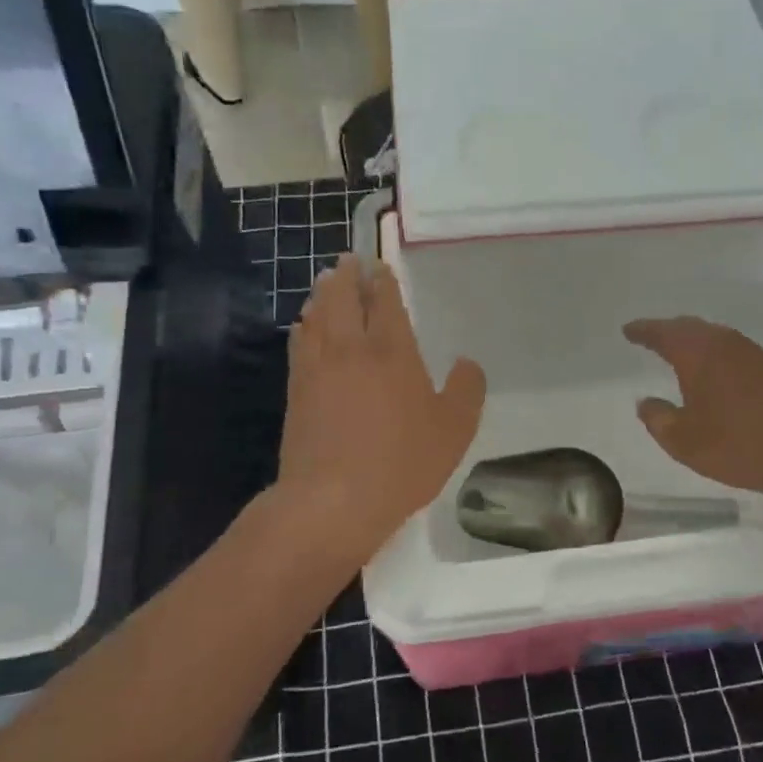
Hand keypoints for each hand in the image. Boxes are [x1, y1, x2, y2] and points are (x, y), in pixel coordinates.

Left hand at [277, 255, 485, 570]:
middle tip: (348, 261)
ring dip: (322, 295)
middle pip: (343, 299)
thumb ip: (466, 390)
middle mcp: (351, 349)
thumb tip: (467, 363)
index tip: (380, 266)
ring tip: (325, 283)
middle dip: (347, 276)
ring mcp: (317, 368)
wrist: (332, 500)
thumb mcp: (455, 430)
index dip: (383, 281)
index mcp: (392, 351)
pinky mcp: (295, 391)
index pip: (386, 303)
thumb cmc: (402, 462)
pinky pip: (299, 343)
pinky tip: (304, 326)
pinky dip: (304, 325)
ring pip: (316, 316)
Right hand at [623, 316, 762, 502]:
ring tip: (684, 354)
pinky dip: (720, 355)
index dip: (644, 330)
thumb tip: (645, 402)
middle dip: (670, 330)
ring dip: (697, 341)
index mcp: (698, 354)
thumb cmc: (737, 445)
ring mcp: (755, 354)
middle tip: (653, 337)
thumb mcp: (683, 441)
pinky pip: (737, 351)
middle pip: (692, 327)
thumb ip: (658, 418)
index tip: (629, 330)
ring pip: (718, 337)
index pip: (664, 333)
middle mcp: (726, 344)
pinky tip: (720, 374)